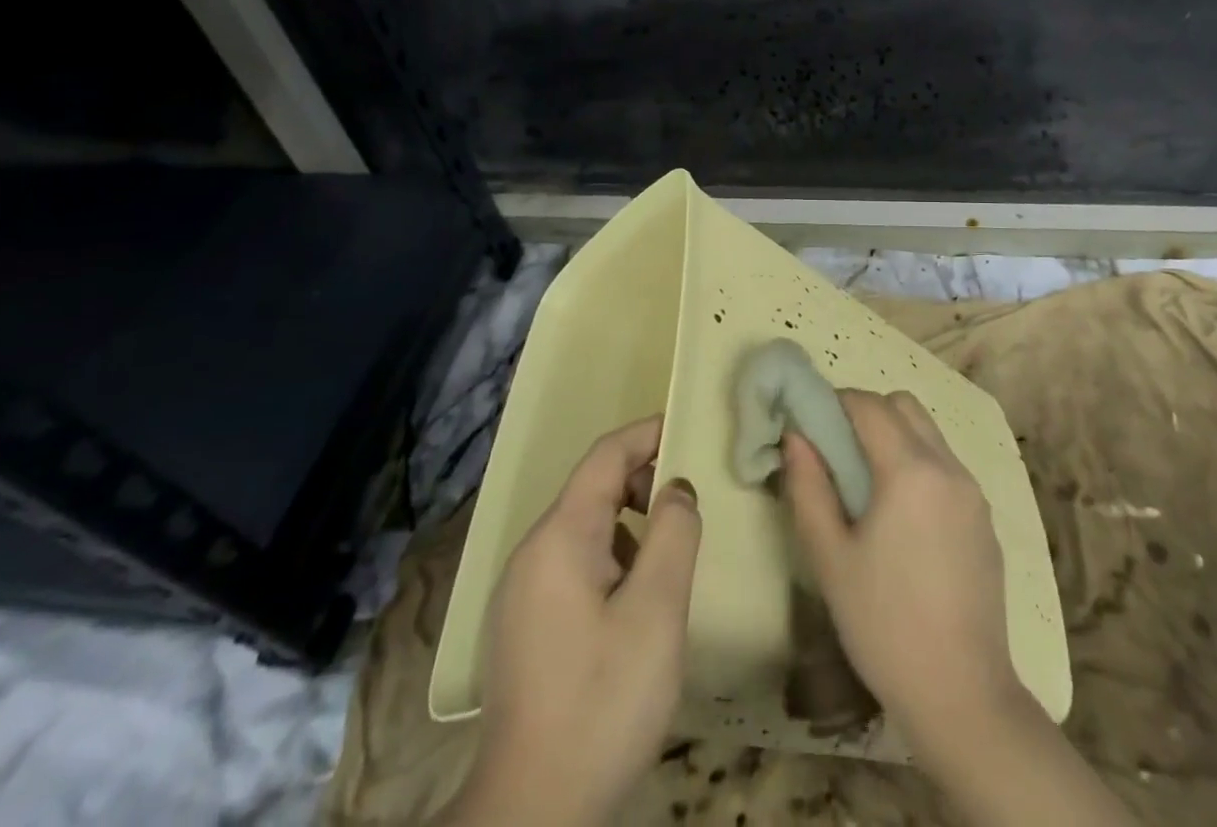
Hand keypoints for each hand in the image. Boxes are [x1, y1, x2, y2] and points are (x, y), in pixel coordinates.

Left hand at [454, 417, 700, 826]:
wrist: (531, 816)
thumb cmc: (602, 702)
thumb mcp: (656, 611)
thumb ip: (673, 533)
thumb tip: (677, 488)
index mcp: (559, 537)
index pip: (605, 456)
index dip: (649, 433)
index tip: (691, 427)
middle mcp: (533, 552)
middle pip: (593, 488)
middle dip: (645, 479)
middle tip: (693, 499)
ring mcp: (523, 591)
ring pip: (586, 528)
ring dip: (632, 521)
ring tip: (673, 548)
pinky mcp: (525, 625)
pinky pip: (575, 563)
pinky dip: (614, 555)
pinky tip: (640, 596)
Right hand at [782, 391, 1022, 753]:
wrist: (963, 696)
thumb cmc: (884, 625)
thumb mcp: (830, 559)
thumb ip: (808, 487)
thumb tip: (796, 437)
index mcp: (910, 470)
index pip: (869, 404)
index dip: (836, 402)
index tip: (811, 424)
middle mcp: (948, 467)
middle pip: (905, 406)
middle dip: (868, 412)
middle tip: (838, 452)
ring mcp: (973, 492)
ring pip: (929, 433)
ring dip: (895, 437)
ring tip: (868, 488)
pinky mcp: (985, 519)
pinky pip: (947, 467)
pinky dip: (919, 465)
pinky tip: (903, 520)